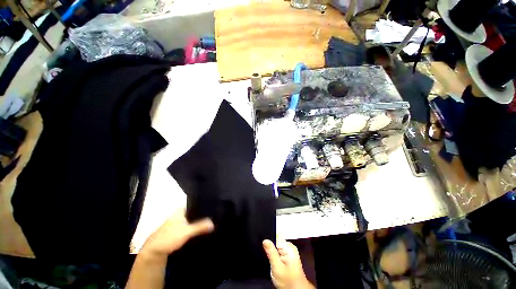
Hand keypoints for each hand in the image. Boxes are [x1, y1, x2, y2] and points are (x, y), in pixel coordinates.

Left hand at [142, 207, 213, 256]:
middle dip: (203, 213)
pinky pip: (189, 226)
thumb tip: (213, 223)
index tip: (213, 204)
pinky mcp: (177, 231)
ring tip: (211, 220)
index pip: (194, 203)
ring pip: (192, 220)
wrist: (154, 252)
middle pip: (194, 212)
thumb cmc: (169, 237)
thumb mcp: (186, 231)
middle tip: (214, 214)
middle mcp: (179, 215)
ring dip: (199, 221)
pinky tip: (202, 229)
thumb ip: (199, 227)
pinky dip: (195, 227)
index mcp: (180, 211)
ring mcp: (178, 223)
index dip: (203, 204)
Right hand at [263, 238, 314, 288]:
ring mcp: (289, 251)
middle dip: (270, 248)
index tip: (265, 249)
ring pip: (275, 246)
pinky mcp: (287, 255)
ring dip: (272, 253)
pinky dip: (274, 256)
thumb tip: (265, 240)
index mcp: (289, 247)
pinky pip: (278, 251)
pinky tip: (276, 263)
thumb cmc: (289, 282)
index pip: (275, 236)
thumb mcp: (277, 267)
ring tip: (274, 262)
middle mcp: (290, 247)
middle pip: (275, 241)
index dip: (268, 241)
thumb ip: (271, 252)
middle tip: (271, 260)